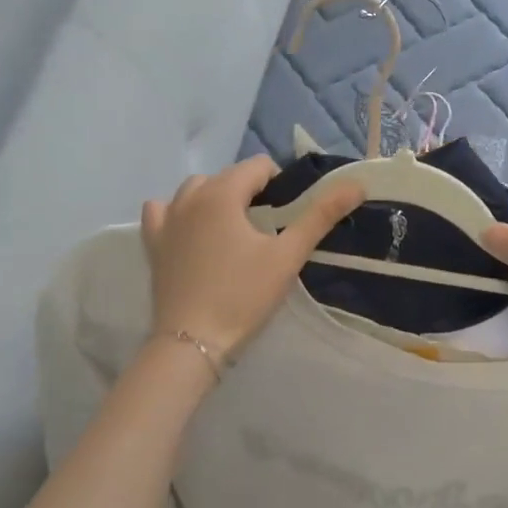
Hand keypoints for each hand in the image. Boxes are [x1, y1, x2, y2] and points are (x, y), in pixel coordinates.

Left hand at [141, 158, 360, 360]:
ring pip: (195, 191)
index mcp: (222, 193)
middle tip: (269, 229)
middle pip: (228, 177)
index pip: (258, 167)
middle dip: (250, 192)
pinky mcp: (152, 243)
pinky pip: (163, 212)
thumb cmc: (243, 296)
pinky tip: (192, 231)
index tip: (290, 215)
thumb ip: (320, 215)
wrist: (193, 341)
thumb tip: (355, 184)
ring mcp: (165, 219)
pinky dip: (180, 213)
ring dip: (217, 199)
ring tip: (235, 231)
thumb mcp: (287, 256)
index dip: (280, 184)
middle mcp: (189, 197)